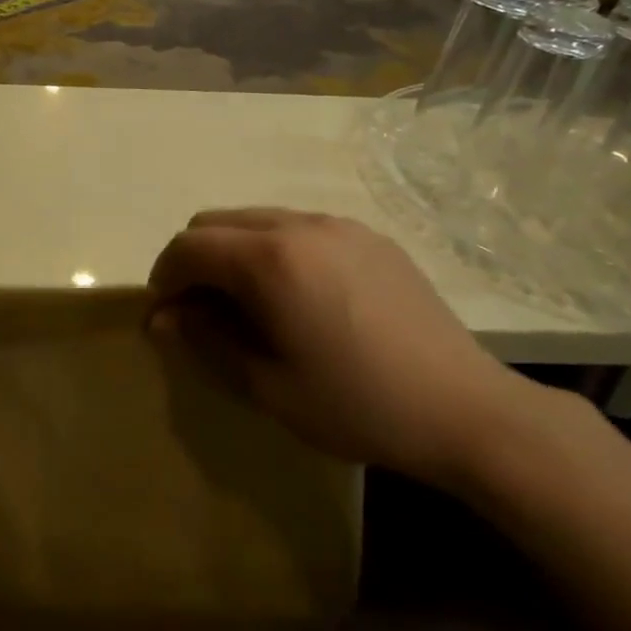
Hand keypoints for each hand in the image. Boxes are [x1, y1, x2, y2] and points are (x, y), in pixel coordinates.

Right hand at [147, 208, 529, 488]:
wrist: (467, 411)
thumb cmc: (356, 404)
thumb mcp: (266, 386)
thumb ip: (205, 342)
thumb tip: (163, 319)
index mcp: (269, 259)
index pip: (189, 247)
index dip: (164, 278)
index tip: (165, 316)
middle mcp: (299, 225)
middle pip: (217, 222)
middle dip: (194, 260)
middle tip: (199, 310)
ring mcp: (339, 225)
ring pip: (257, 219)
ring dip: (233, 252)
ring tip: (246, 303)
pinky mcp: (370, 237)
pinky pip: (299, 227)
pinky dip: (274, 250)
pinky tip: (297, 296)